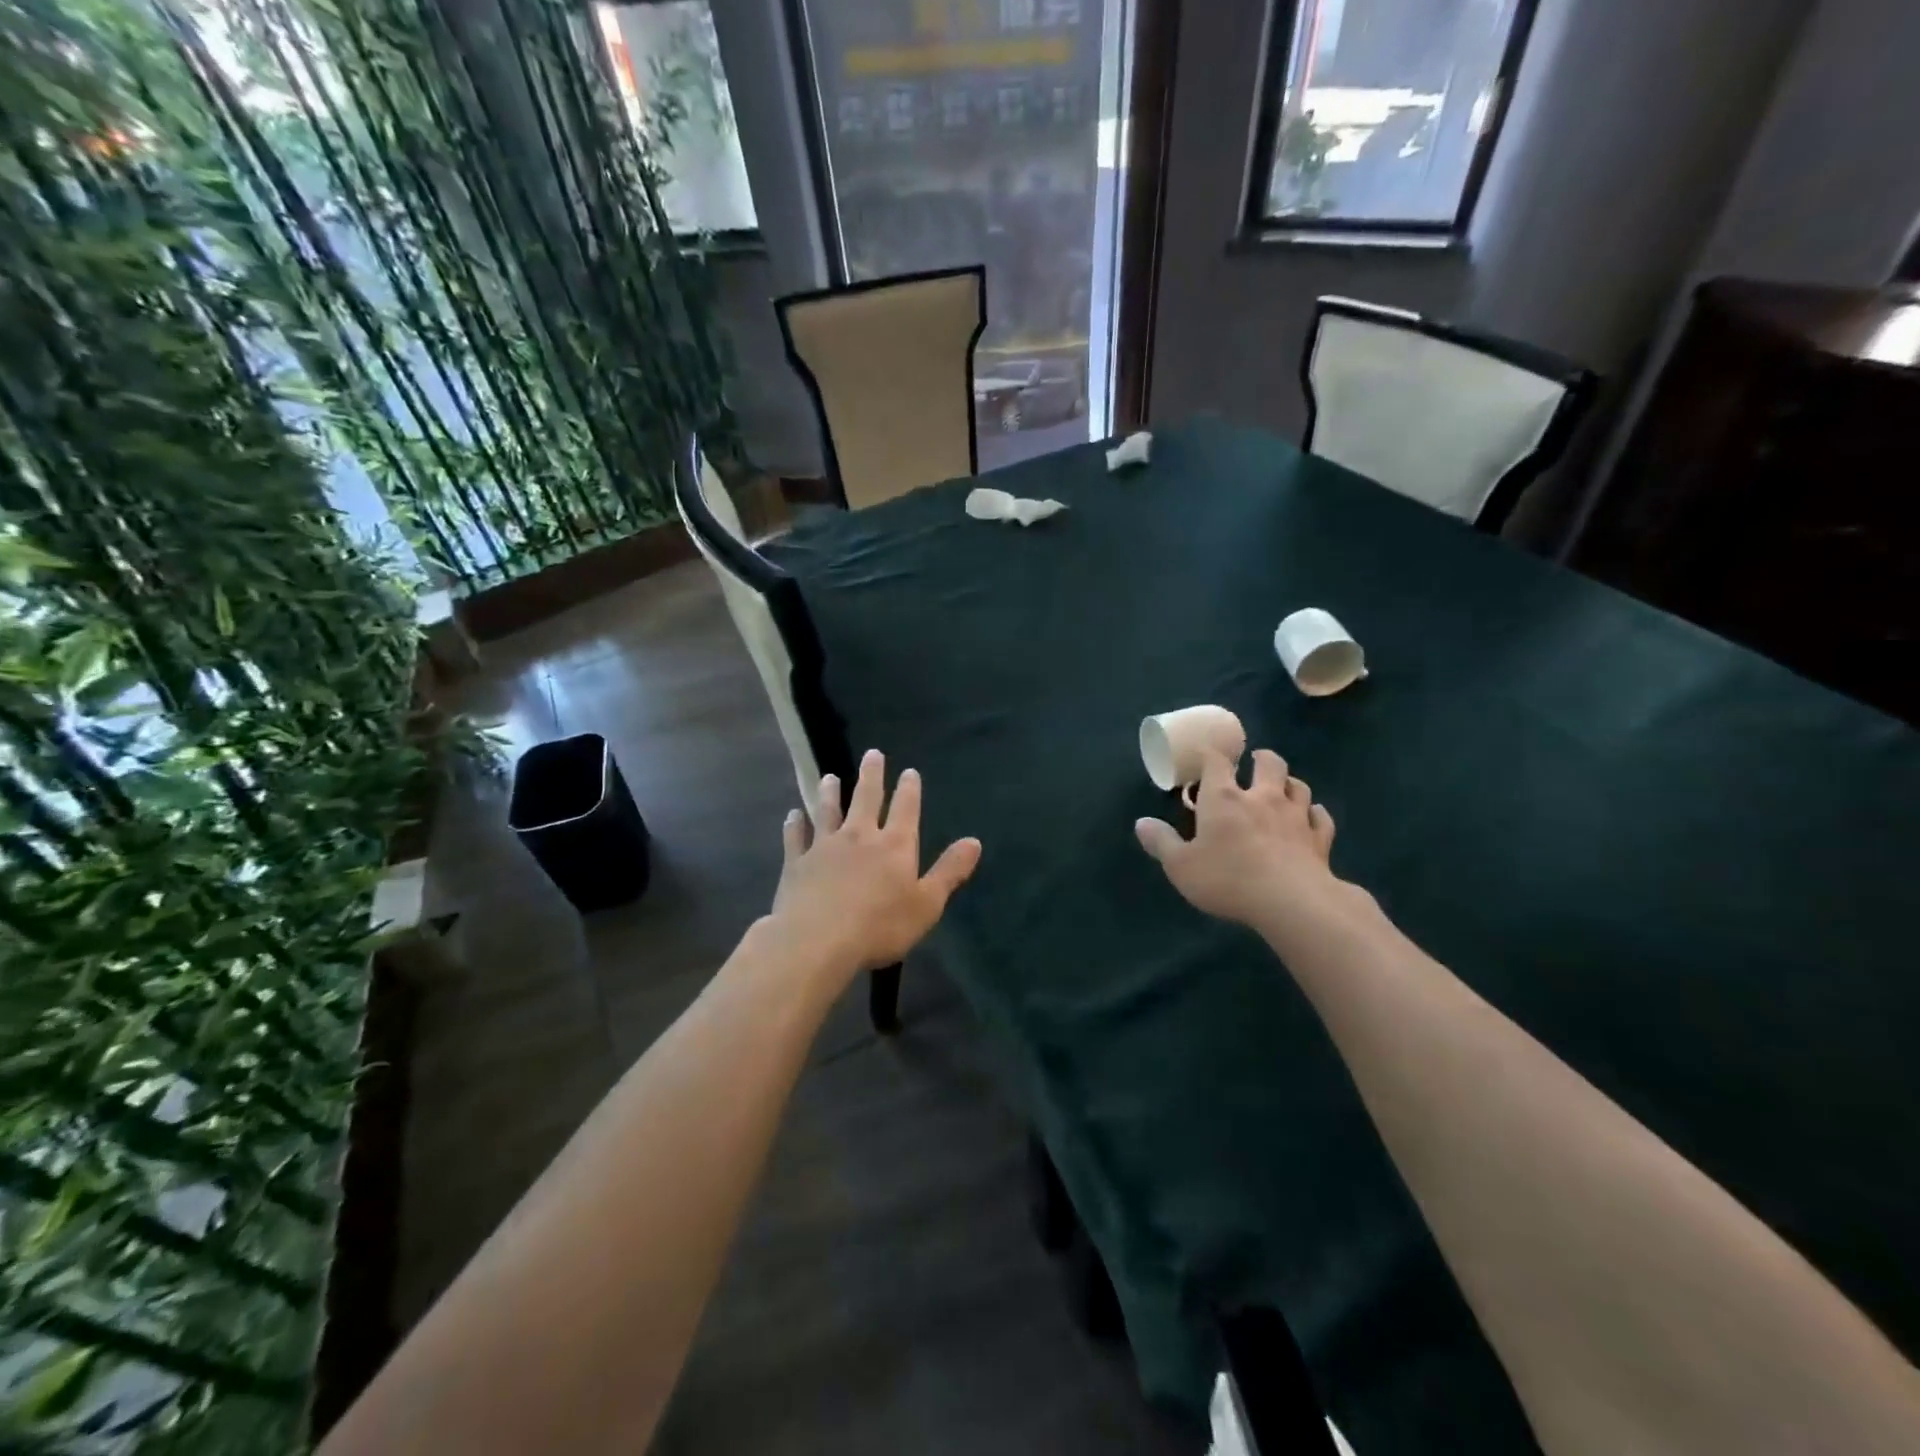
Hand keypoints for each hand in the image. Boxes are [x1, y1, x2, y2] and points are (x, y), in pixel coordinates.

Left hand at [769, 749, 981, 981]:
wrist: (817, 942)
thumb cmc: (879, 927)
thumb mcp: (927, 904)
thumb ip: (949, 871)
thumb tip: (974, 841)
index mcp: (895, 846)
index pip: (906, 809)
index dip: (909, 789)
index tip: (909, 770)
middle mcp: (860, 836)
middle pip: (867, 799)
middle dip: (871, 776)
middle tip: (872, 754)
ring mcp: (825, 847)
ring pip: (828, 811)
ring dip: (830, 793)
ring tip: (830, 777)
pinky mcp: (797, 863)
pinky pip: (796, 837)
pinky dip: (795, 824)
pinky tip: (793, 815)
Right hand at [1136, 747, 1341, 931]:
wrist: (1291, 901)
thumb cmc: (1228, 878)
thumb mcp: (1180, 866)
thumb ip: (1162, 843)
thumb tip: (1141, 823)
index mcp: (1223, 798)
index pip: (1216, 762)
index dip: (1210, 754)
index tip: (1204, 753)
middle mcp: (1261, 798)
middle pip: (1269, 764)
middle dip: (1261, 758)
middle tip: (1254, 763)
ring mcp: (1295, 817)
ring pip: (1299, 786)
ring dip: (1289, 783)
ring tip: (1282, 787)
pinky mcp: (1319, 839)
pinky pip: (1321, 817)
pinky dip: (1315, 814)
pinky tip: (1311, 818)